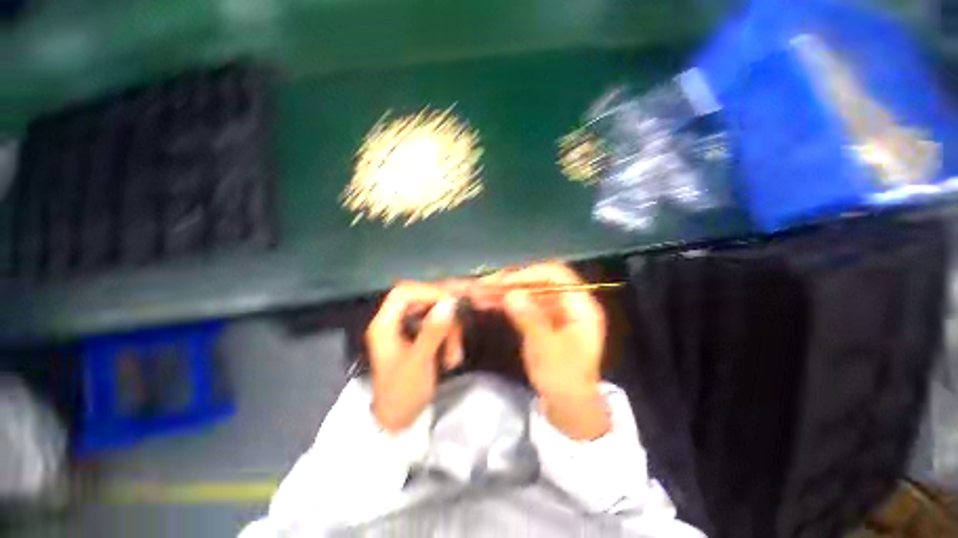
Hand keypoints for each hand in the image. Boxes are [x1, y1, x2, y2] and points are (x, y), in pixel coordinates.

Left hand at [366, 283, 461, 431]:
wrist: (399, 421)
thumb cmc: (403, 394)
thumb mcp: (419, 363)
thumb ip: (433, 331)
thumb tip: (449, 302)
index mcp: (384, 325)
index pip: (404, 292)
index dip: (429, 292)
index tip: (451, 303)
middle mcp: (393, 321)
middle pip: (421, 300)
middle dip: (443, 315)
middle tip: (458, 330)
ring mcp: (406, 328)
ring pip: (433, 313)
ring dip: (449, 330)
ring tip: (454, 357)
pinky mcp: (417, 336)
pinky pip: (438, 325)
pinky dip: (449, 337)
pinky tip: (452, 357)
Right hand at [491, 263, 610, 439]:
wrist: (569, 406)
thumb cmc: (563, 379)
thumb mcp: (546, 349)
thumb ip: (529, 319)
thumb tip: (511, 294)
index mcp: (581, 306)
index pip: (555, 275)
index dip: (529, 274)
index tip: (503, 282)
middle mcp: (569, 302)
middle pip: (538, 281)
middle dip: (510, 282)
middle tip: (484, 285)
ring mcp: (556, 310)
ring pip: (528, 291)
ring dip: (504, 291)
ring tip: (479, 294)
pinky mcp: (544, 318)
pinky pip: (524, 303)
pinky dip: (507, 303)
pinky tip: (487, 303)